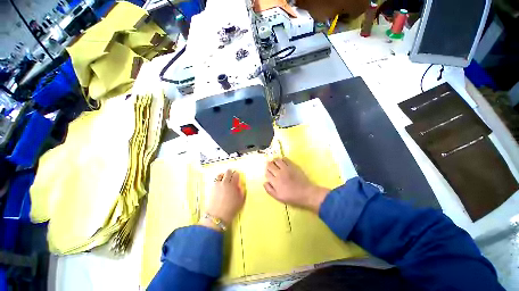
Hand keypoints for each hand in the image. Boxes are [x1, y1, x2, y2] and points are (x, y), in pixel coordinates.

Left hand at [202, 169, 244, 229]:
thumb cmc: (231, 209)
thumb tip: (240, 185)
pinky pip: (215, 180)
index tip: (237, 177)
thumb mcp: (241, 201)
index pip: (236, 174)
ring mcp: (217, 184)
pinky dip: (218, 180)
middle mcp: (225, 182)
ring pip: (220, 174)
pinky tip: (220, 184)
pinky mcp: (212, 188)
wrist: (217, 216)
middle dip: (230, 173)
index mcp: (233, 185)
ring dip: (223, 175)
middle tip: (231, 177)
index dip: (237, 175)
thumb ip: (242, 191)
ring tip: (225, 179)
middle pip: (228, 172)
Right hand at [263, 158, 329, 212]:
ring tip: (276, 163)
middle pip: (270, 165)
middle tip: (270, 167)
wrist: (306, 193)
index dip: (267, 172)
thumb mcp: (278, 197)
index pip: (267, 172)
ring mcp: (286, 168)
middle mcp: (279, 173)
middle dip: (269, 165)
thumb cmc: (292, 197)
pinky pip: (285, 158)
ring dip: (274, 161)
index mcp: (275, 181)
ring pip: (276, 160)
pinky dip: (282, 159)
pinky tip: (283, 162)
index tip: (268, 173)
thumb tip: (264, 182)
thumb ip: (269, 190)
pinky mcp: (292, 165)